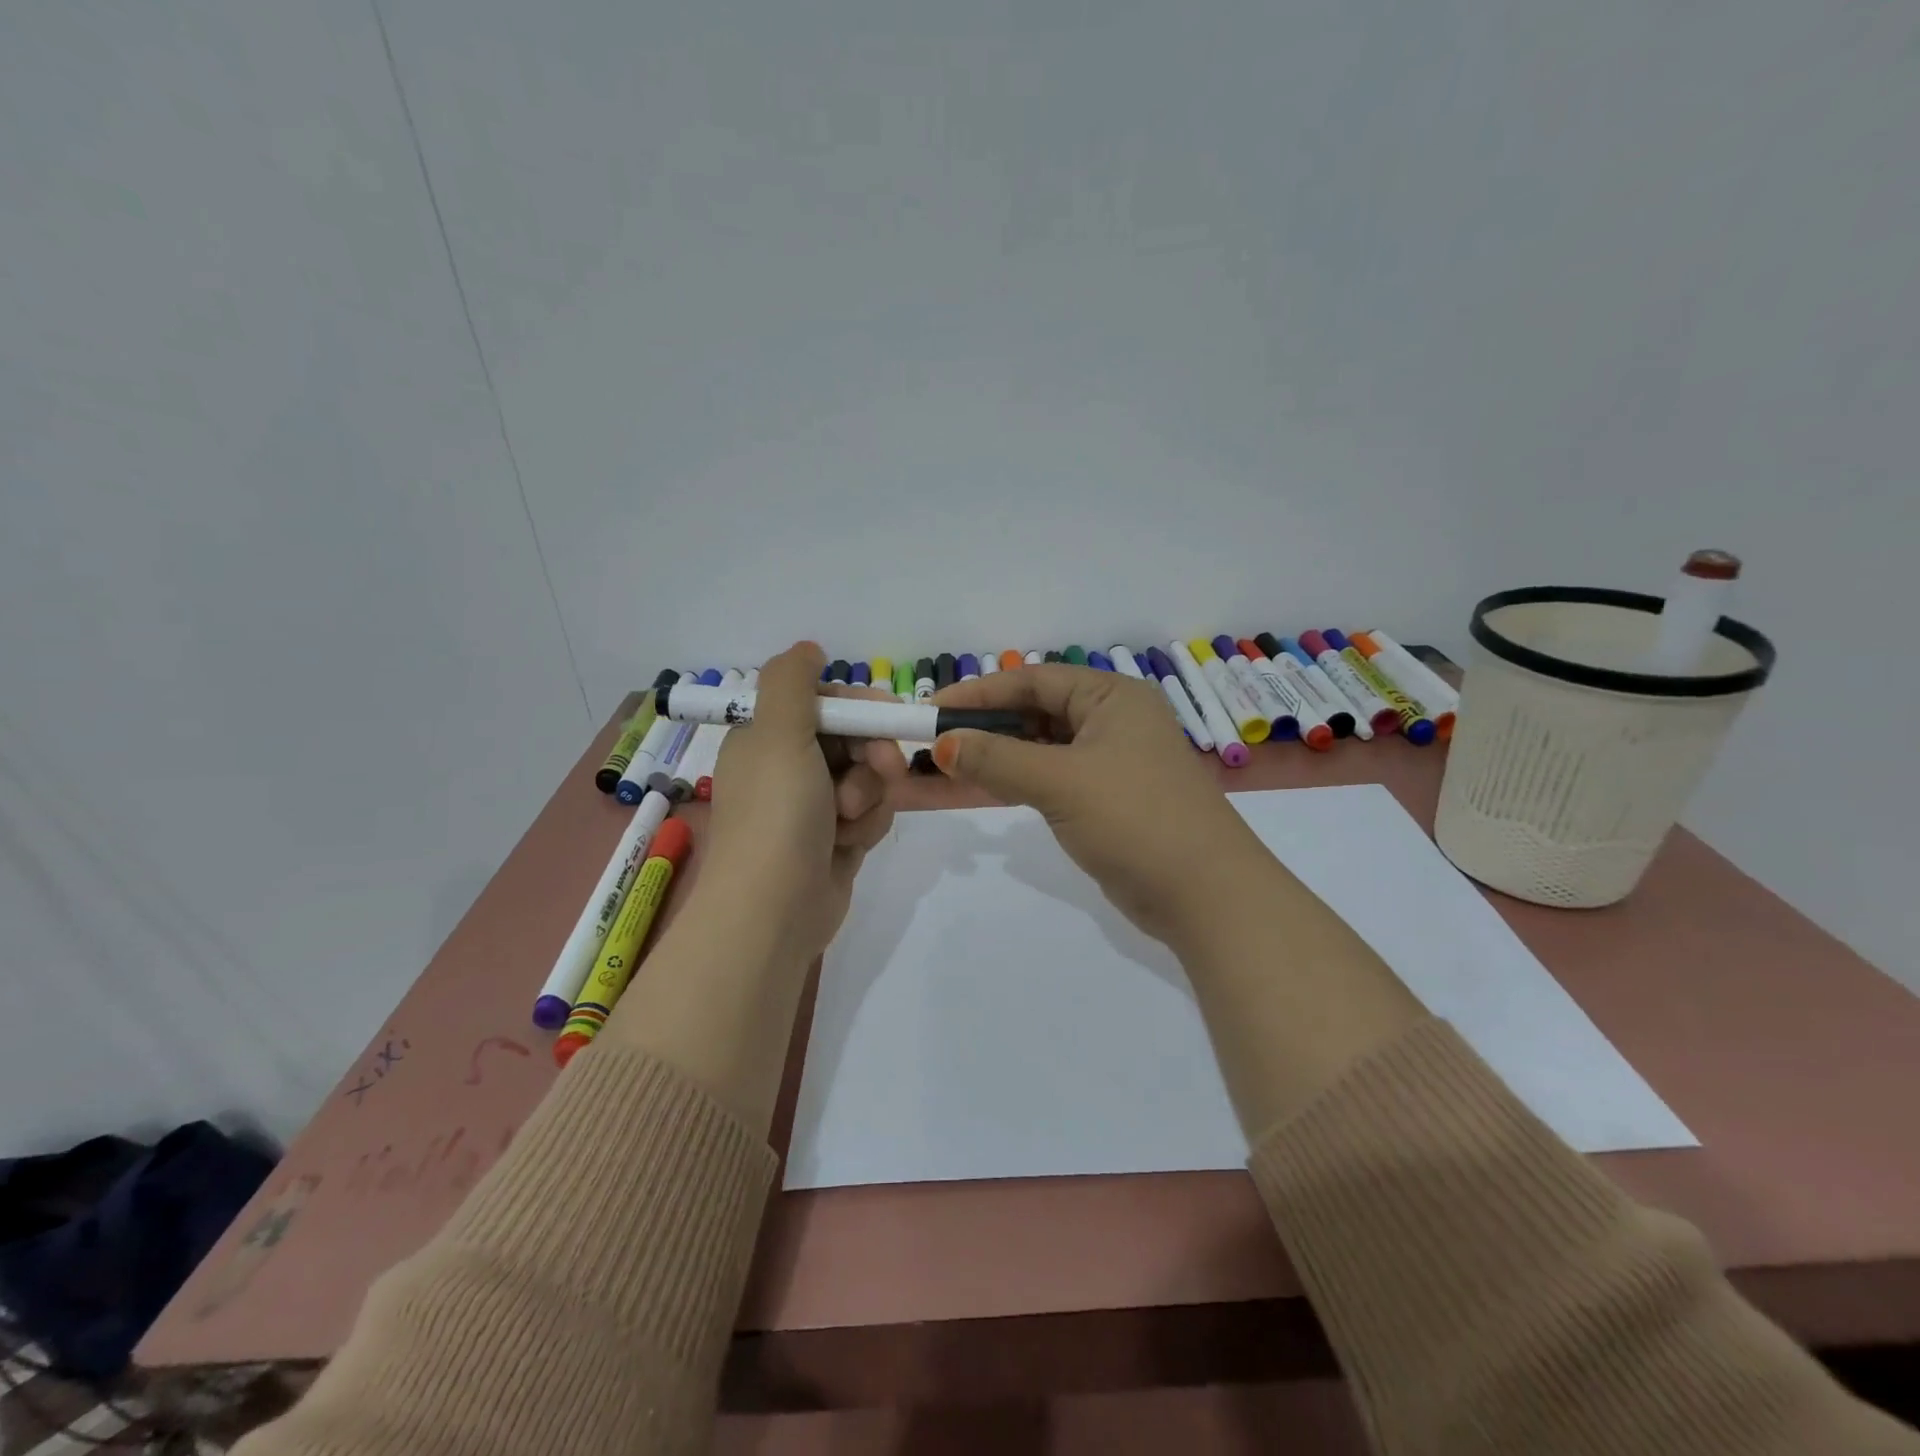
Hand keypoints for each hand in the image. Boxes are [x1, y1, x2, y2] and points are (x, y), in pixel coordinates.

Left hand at [699, 642, 905, 960]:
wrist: (774, 909)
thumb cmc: (776, 814)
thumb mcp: (778, 733)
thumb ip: (792, 681)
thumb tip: (808, 648)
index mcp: (767, 738)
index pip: (827, 704)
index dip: (861, 709)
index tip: (887, 718)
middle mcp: (788, 768)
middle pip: (855, 740)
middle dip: (872, 756)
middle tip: (882, 771)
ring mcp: (813, 807)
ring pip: (869, 779)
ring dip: (867, 797)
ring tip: (845, 823)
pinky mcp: (835, 840)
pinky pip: (870, 814)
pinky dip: (866, 826)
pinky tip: (848, 845)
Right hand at [930, 664, 1271, 947]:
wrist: (1205, 894)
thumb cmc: (1135, 818)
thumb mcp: (1060, 782)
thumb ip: (997, 759)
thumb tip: (942, 744)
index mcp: (1112, 696)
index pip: (1033, 680)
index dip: (980, 693)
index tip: (931, 711)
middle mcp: (1114, 720)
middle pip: (1038, 710)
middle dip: (988, 725)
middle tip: (938, 742)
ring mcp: (1114, 761)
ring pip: (1044, 746)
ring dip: (1001, 754)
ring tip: (952, 765)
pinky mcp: (1109, 798)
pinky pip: (1054, 777)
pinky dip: (1021, 779)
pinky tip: (989, 787)